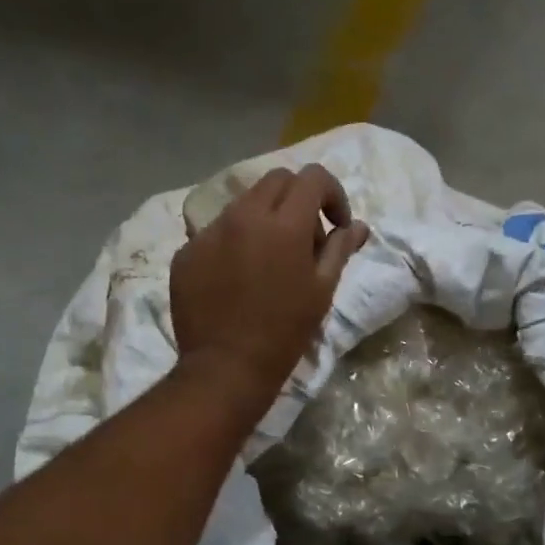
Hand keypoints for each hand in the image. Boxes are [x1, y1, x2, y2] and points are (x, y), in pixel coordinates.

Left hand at [171, 164, 368, 409]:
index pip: (313, 177)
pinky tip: (238, 277)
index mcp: (284, 224)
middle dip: (298, 199)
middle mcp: (243, 216)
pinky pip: (216, 231)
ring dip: (265, 218)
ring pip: (243, 203)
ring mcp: (210, 232)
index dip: (332, 194)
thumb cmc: (285, 331)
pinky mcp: (187, 252)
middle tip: (306, 238)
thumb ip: (340, 249)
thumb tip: (357, 226)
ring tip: (270, 258)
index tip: (336, 224)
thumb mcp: (322, 290)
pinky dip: (235, 241)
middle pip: (276, 180)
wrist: (226, 367)